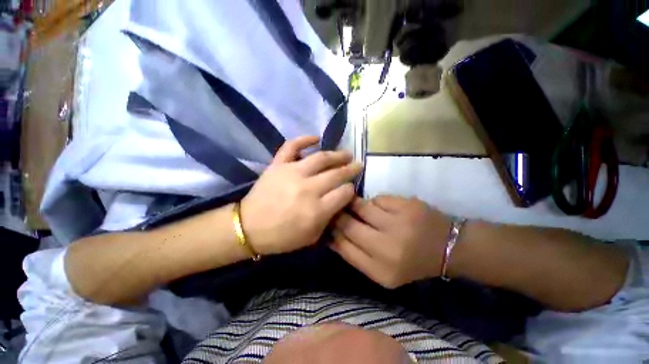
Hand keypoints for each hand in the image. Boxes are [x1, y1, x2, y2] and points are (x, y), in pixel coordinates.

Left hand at [241, 136, 361, 255]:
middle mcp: (308, 188)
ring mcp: (292, 173)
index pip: (344, 193)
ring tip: (347, 153)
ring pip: (321, 158)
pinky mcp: (278, 165)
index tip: (350, 189)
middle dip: (351, 169)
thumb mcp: (312, 236)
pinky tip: (316, 138)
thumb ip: (329, 218)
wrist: (249, 227)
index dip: (351, 190)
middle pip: (337, 174)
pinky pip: (291, 146)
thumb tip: (339, 201)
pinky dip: (304, 139)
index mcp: (317, 209)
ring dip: (337, 154)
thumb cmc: (282, 237)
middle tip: (358, 165)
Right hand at [331, 196, 450, 288]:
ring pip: (361, 207)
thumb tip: (331, 235)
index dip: (331, 232)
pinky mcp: (407, 206)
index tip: (328, 223)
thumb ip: (355, 255)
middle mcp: (388, 249)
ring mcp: (399, 225)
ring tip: (359, 207)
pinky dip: (375, 203)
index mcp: (380, 271)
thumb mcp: (382, 271)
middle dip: (339, 215)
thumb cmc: (411, 262)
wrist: (448, 247)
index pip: (343, 246)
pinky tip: (383, 209)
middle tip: (337, 210)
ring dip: (356, 206)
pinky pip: (378, 199)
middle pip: (348, 224)